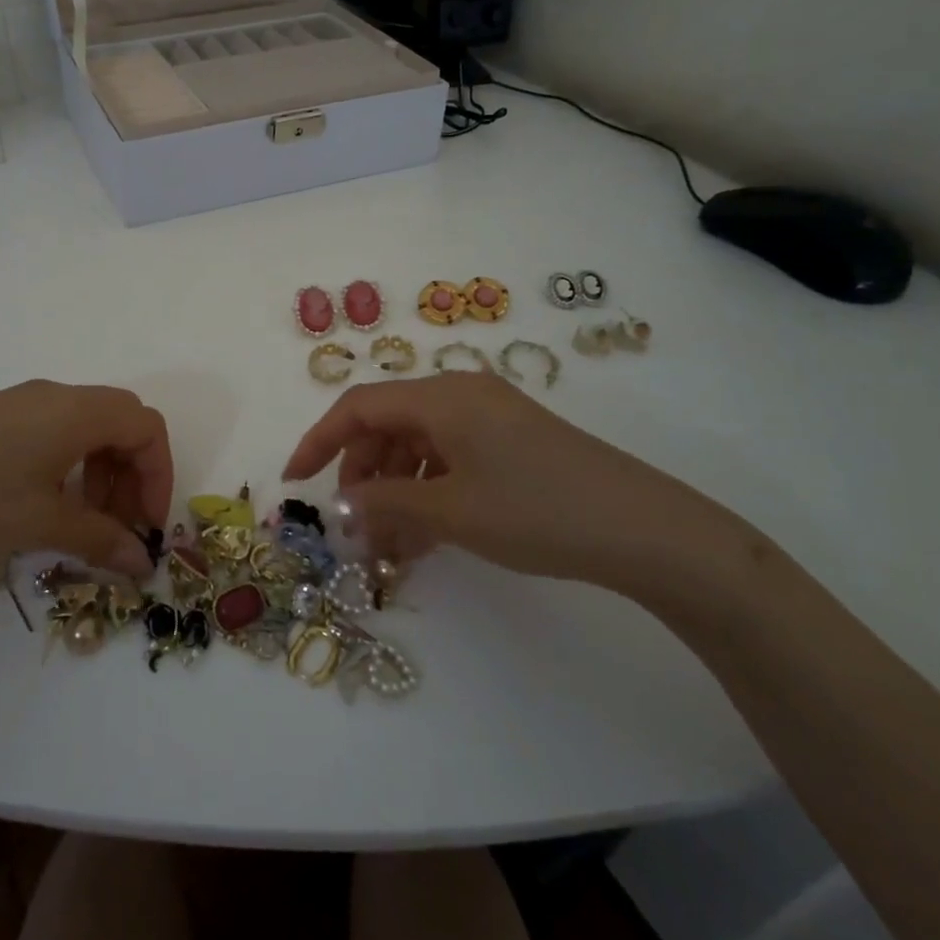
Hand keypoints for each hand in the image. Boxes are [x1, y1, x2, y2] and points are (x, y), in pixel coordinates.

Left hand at [0, 381, 171, 578]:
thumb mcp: (41, 524)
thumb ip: (100, 539)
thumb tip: (142, 562)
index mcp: (77, 411)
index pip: (146, 427)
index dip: (159, 475)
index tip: (147, 525)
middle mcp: (56, 396)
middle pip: (121, 422)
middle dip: (133, 475)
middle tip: (119, 526)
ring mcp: (22, 402)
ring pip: (87, 426)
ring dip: (102, 471)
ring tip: (82, 521)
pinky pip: (54, 430)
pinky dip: (70, 463)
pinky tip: (44, 503)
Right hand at [281, 373, 730, 591]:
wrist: (645, 530)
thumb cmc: (536, 511)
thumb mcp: (451, 512)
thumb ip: (385, 504)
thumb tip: (342, 506)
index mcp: (442, 396)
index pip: (359, 406)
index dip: (319, 441)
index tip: (294, 482)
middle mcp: (461, 394)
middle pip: (388, 425)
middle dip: (363, 474)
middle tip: (357, 526)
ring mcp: (490, 417)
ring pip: (419, 446)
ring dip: (396, 490)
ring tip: (393, 545)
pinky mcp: (511, 442)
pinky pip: (451, 458)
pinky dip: (429, 491)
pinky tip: (428, 536)